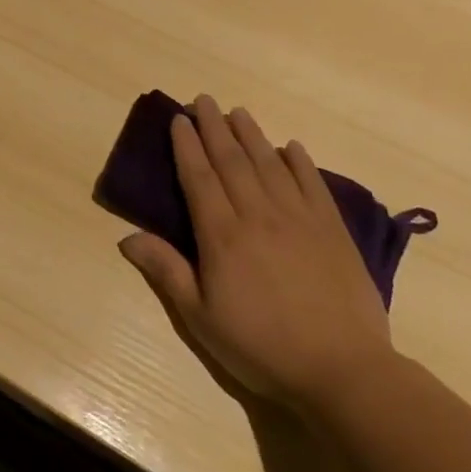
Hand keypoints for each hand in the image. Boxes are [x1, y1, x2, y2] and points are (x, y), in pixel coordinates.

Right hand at [118, 96, 395, 413]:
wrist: (343, 371)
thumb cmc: (261, 347)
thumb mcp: (201, 318)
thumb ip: (167, 271)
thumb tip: (127, 237)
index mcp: (221, 235)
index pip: (199, 177)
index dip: (187, 145)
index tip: (179, 119)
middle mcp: (257, 215)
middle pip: (232, 161)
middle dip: (214, 127)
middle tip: (203, 100)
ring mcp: (299, 219)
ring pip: (269, 165)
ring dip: (251, 135)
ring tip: (238, 112)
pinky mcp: (332, 231)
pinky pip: (313, 185)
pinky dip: (300, 162)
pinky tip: (291, 146)